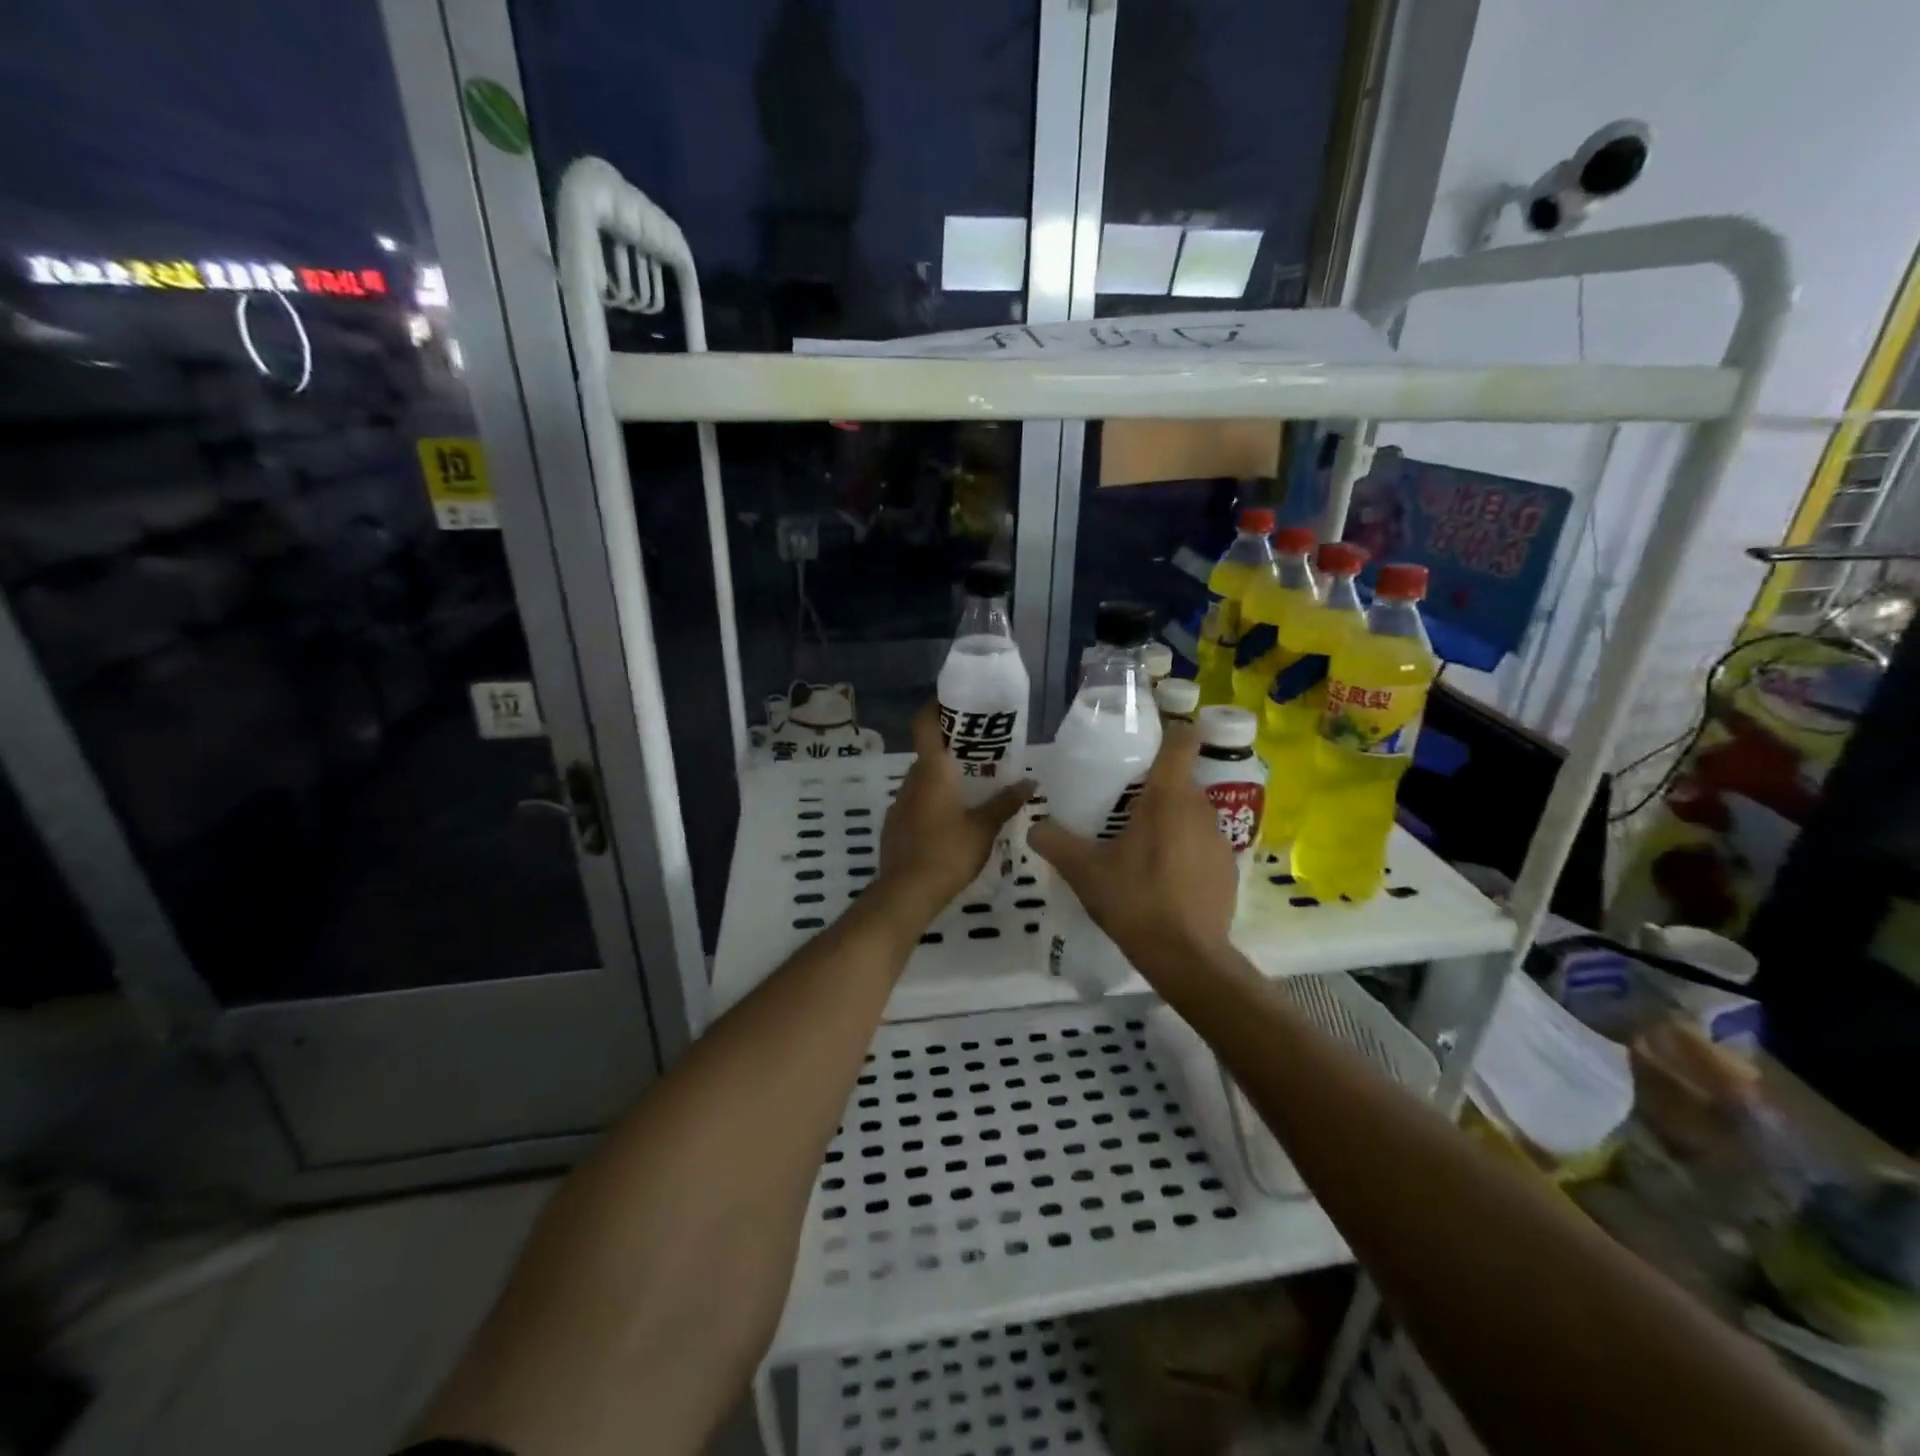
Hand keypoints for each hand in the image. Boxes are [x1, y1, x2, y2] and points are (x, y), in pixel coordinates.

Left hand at [877, 704, 1032, 921]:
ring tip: (973, 787)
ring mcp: (899, 803)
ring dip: (944, 777)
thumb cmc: (948, 852)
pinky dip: (934, 801)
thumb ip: (1005, 802)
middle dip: (953, 748)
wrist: (906, 893)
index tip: (955, 702)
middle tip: (983, 751)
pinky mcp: (894, 825)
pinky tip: (952, 820)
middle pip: (929, 752)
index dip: (935, 706)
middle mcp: (911, 779)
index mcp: (932, 770)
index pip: (924, 723)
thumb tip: (1030, 783)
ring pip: (923, 779)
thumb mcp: (984, 827)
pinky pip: (917, 802)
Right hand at [1028, 722, 1236, 982]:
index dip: (1169, 732)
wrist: (1187, 957)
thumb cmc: (1135, 901)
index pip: (1181, 741)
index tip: (1147, 742)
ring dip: (1171, 820)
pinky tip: (1164, 877)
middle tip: (1123, 805)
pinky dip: (1185, 849)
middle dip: (1156, 786)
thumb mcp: (1085, 872)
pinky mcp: (1228, 868)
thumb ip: (1056, 843)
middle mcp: (1200, 809)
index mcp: (1168, 798)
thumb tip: (1034, 827)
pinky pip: (1203, 843)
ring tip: (1141, 844)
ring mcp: (1220, 839)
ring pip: (1192, 813)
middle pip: (1181, 780)